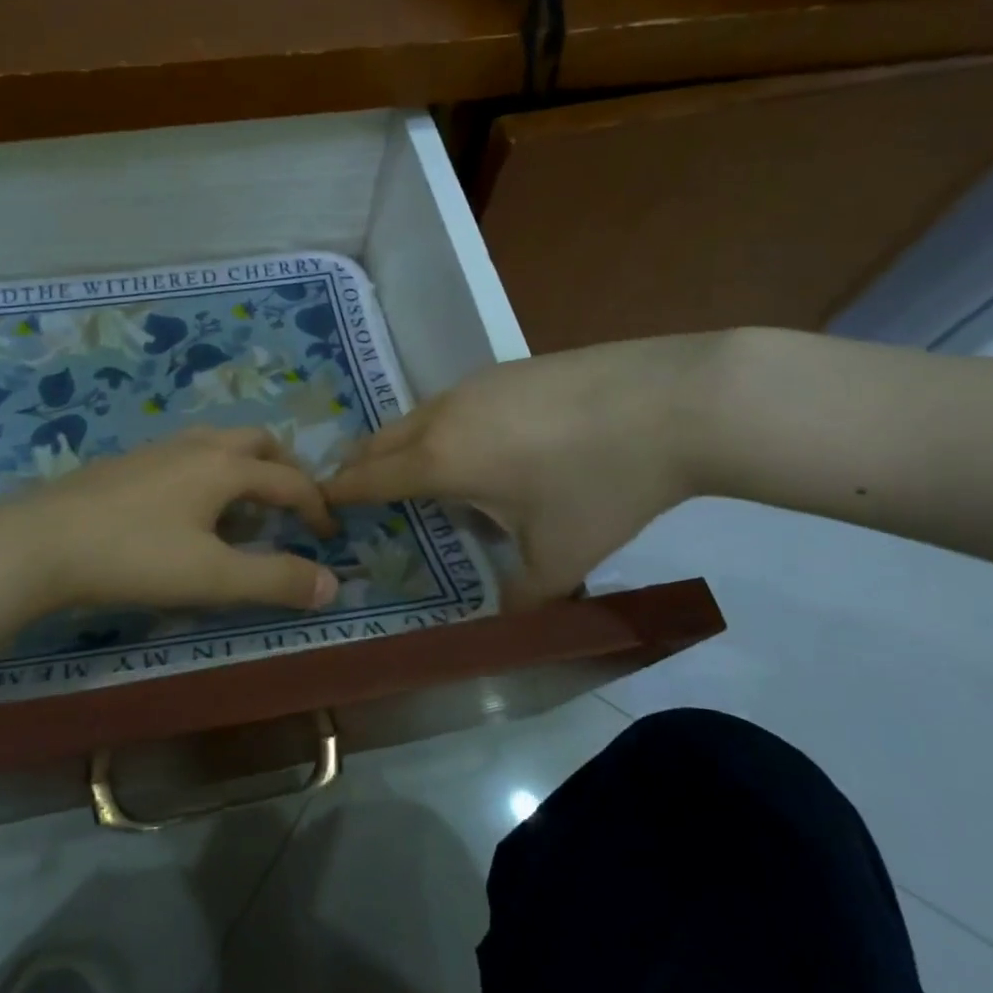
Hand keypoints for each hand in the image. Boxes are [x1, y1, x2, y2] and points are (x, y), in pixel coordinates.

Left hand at [0, 427, 340, 619]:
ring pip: (219, 443)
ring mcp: (158, 449)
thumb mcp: (213, 577)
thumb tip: (333, 583)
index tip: (330, 536)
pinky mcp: (128, 462)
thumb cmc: (135, 557)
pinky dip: (211, 473)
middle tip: (293, 505)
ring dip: (246, 467)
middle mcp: (197, 446)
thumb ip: (276, 579)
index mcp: (226, 466)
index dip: (317, 507)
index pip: (290, 480)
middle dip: (285, 469)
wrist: (40, 541)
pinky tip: (190, 510)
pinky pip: (188, 455)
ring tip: (245, 508)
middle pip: (257, 441)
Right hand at [324, 336, 722, 606]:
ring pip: (415, 417)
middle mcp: (443, 415)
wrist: (675, 401)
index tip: (318, 507)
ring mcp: (475, 384)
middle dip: (360, 468)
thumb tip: (507, 623)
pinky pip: (452, 403)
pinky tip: (482, 446)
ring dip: (401, 446)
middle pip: (379, 440)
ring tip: (418, 475)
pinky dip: (440, 428)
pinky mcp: (507, 368)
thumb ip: (524, 597)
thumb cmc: (604, 484)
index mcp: (440, 460)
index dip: (337, 494)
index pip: (366, 478)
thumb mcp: (562, 556)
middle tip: (357, 496)